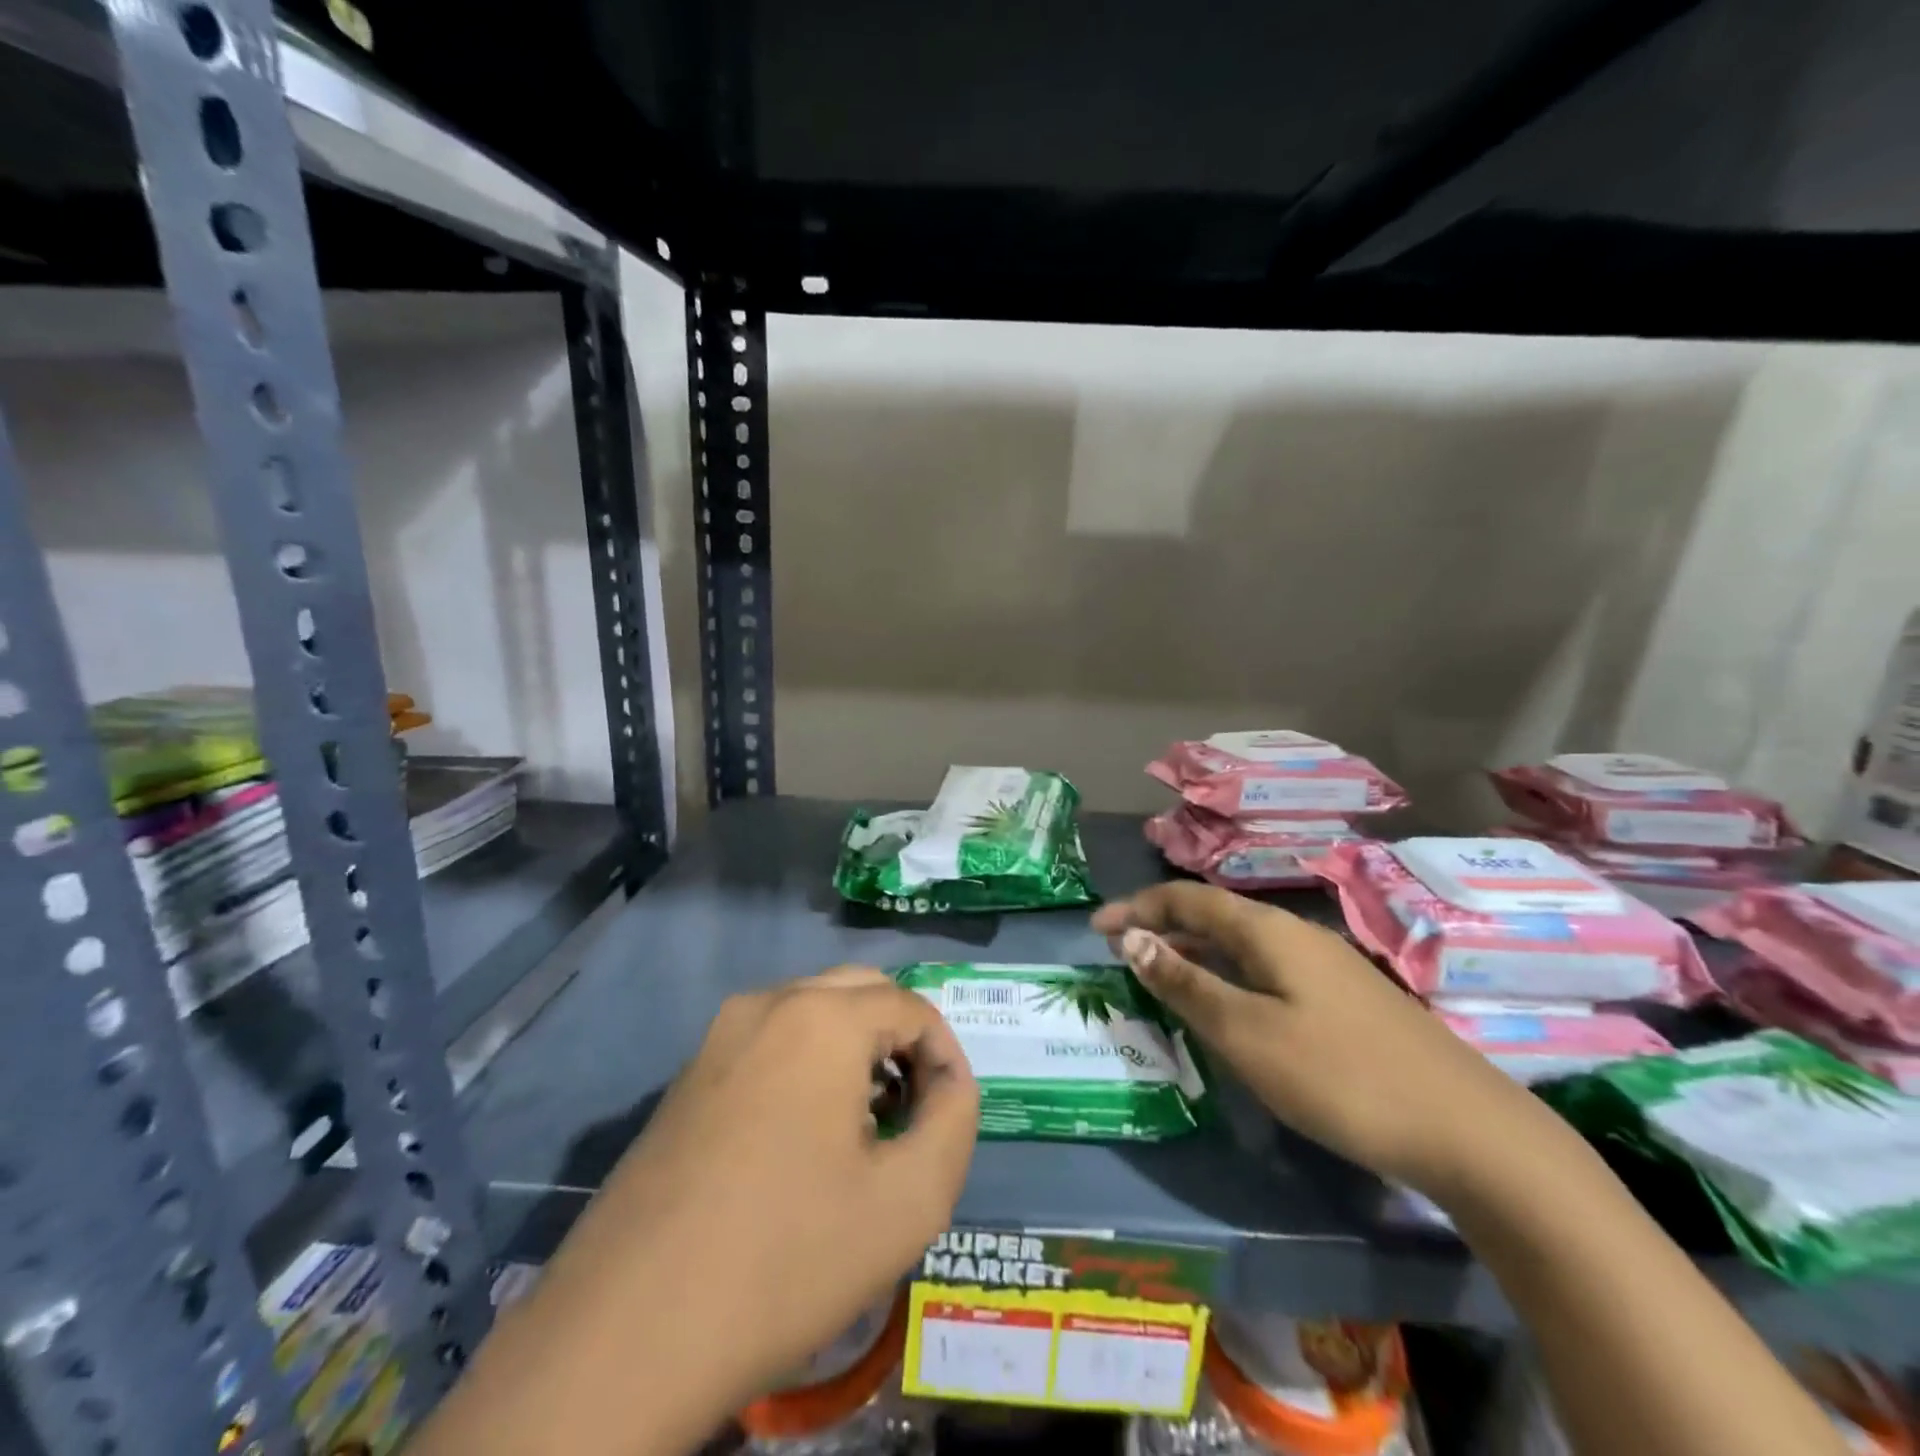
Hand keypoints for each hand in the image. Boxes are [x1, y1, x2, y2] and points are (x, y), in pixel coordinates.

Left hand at [526, 969, 976, 1413]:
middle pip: (860, 992)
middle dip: (900, 1039)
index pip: (912, 1007)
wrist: (625, 1335)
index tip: (950, 1115)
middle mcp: (767, 1004)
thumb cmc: (785, 1258)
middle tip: (914, 1110)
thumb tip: (948, 1081)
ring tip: (867, 1125)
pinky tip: (804, 1137)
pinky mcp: (687, 1076)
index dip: (946, 1055)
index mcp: (821, 1018)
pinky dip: (807, 1065)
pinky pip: (769, 1043)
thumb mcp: (908, 1200)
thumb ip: (954, 1120)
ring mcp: (717, 1036)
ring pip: (812, 1012)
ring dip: (854, 1049)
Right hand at [1093, 883, 1552, 1197]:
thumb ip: (1187, 983)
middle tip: (1121, 952)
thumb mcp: (1247, 1032)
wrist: (1468, 1130)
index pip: (1188, 898)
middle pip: (1215, 916)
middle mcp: (1296, 934)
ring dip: (1195, 951)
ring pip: (1242, 944)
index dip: (1138, 907)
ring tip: (1159, 975)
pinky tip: (1227, 1007)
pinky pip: (1265, 970)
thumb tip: (1133, 939)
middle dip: (1162, 926)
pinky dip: (1228, 975)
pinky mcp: (1344, 999)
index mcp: (1268, 930)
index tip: (1096, 927)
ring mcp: (1326, 966)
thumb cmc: (1340, 1076)